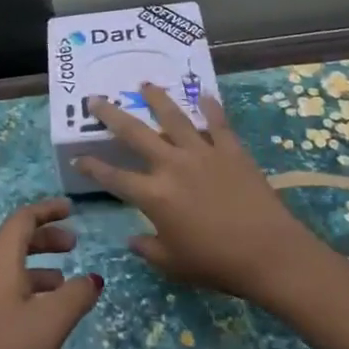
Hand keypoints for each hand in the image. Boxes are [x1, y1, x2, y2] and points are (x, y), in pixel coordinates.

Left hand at [0, 199, 103, 348]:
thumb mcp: (52, 322)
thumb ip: (77, 296)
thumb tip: (93, 279)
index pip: (22, 219)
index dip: (47, 210)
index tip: (72, 209)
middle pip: (15, 240)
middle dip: (46, 237)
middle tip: (75, 245)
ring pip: (11, 265)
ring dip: (40, 265)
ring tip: (67, 282)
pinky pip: (5, 286)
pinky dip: (29, 286)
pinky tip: (46, 312)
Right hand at [77, 84, 318, 302]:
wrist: (269, 254)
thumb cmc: (216, 264)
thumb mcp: (174, 264)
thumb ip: (148, 249)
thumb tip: (132, 239)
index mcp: (153, 195)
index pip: (114, 177)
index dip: (92, 167)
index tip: (78, 158)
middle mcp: (171, 165)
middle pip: (134, 133)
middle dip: (111, 115)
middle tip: (96, 99)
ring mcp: (202, 153)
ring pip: (173, 117)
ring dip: (156, 99)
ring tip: (145, 84)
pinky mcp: (230, 150)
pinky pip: (217, 123)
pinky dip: (210, 107)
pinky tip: (204, 95)